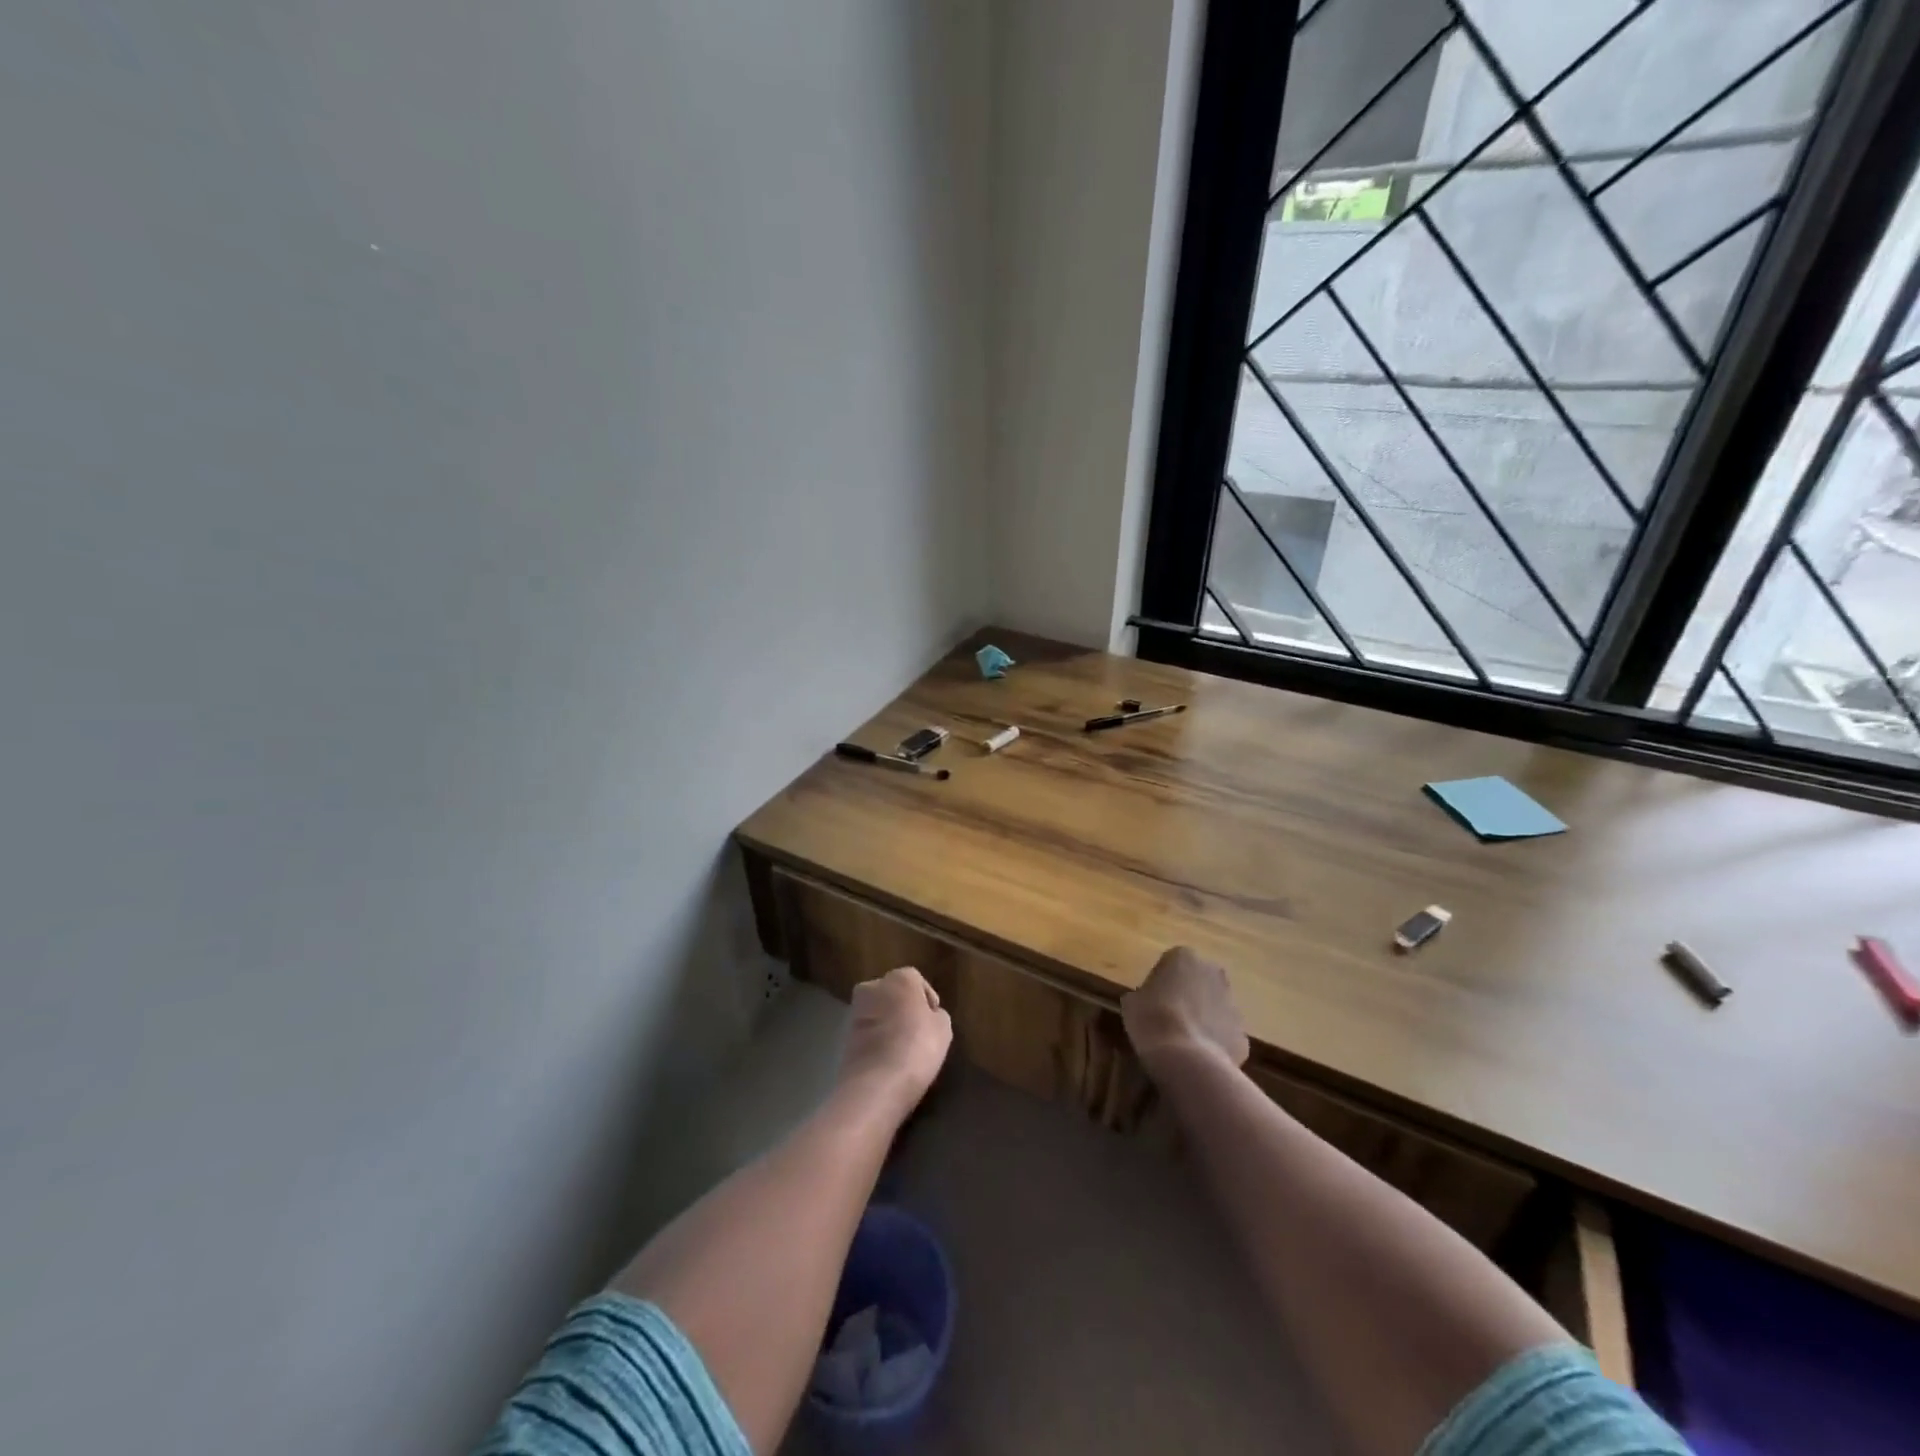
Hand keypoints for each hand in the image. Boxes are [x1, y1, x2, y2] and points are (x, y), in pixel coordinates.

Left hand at [836, 966, 952, 1117]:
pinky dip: (875, 1041)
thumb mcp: (943, 1029)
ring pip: (877, 1013)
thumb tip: (929, 1015)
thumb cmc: (917, 1047)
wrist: (875, 1084)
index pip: (916, 980)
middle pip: (892, 993)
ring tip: (902, 1049)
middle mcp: (872, 987)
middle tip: (917, 1032)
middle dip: (902, 1008)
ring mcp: (855, 1012)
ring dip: (887, 1024)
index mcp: (899, 978)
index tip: (934, 1020)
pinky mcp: (843, 1037)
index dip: (927, 999)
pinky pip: (867, 1034)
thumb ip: (937, 1015)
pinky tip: (887, 1060)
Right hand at [1122, 946, 1249, 1073]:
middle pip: (1198, 982)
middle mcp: (1214, 973)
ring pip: (1214, 1008)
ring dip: (1202, 1019)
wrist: (1187, 1060)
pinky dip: (1213, 1043)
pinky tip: (1197, 1058)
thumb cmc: (1152, 1020)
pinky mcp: (1243, 1034)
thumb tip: (1147, 1002)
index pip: (1170, 964)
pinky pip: (1223, 1034)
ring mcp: (1233, 1004)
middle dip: (1187, 996)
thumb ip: (1143, 995)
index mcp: (1184, 957)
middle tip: (1167, 1018)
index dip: (1160, 983)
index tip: (1150, 1002)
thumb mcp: (1131, 1003)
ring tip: (1181, 1042)